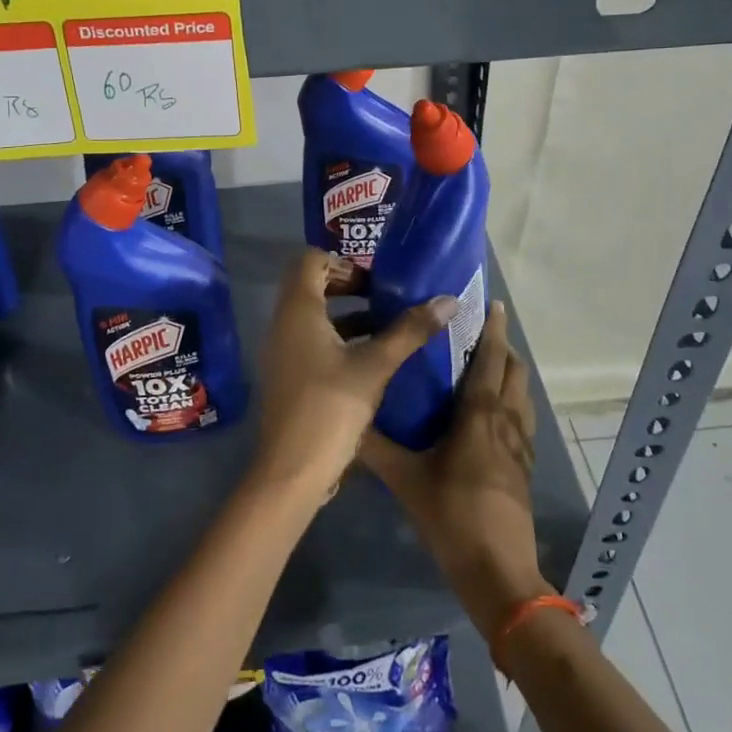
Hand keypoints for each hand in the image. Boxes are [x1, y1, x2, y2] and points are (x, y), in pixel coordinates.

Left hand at [253, 250, 455, 502]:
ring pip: (313, 316)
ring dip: (346, 315)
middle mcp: (283, 324)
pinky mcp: (289, 376)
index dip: (343, 262)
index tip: (375, 279)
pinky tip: (372, 360)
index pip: (310, 260)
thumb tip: (448, 300)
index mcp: (298, 310)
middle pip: (310, 285)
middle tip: (383, 297)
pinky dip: (338, 339)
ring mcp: (282, 351)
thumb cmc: (330, 407)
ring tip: (387, 326)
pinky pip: (311, 341)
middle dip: (347, 286)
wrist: (291, 471)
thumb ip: (410, 331)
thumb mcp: (376, 366)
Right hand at [360, 300, 548, 633]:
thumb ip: (375, 448)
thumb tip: (346, 421)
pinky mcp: (525, 466)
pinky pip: (522, 419)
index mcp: (480, 415)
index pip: (490, 359)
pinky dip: (512, 401)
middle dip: (501, 345)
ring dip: (509, 372)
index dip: (492, 329)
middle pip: (513, 370)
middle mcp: (506, 421)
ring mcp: (521, 445)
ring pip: (522, 394)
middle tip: (478, 331)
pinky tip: (492, 414)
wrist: (499, 573)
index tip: (489, 303)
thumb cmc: (452, 517)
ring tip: (486, 364)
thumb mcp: (406, 480)